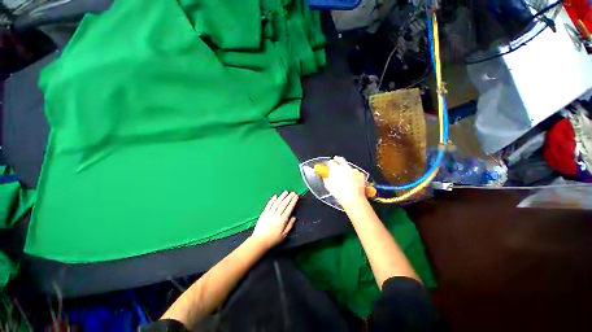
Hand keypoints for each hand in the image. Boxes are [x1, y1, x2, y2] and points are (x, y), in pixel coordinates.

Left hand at [251, 191, 297, 248]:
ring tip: (286, 192)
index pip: (289, 208)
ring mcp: (270, 213)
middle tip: (293, 192)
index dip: (293, 202)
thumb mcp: (284, 235)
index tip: (296, 196)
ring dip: (282, 197)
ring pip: (277, 203)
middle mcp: (276, 215)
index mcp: (282, 220)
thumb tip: (294, 217)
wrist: (259, 241)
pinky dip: (272, 200)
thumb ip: (289, 225)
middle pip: (284, 204)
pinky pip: (269, 205)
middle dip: (289, 197)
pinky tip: (275, 196)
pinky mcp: (264, 213)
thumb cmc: (273, 239)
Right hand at [323, 156, 367, 208]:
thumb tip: (325, 176)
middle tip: (335, 161)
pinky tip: (352, 181)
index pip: (331, 162)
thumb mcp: (328, 186)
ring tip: (345, 177)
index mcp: (336, 168)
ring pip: (349, 167)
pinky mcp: (361, 174)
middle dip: (337, 159)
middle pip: (341, 159)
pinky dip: (353, 175)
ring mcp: (354, 170)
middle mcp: (346, 167)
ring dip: (346, 169)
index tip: (328, 166)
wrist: (354, 199)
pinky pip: (355, 173)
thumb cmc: (339, 193)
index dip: (329, 164)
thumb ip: (326, 178)